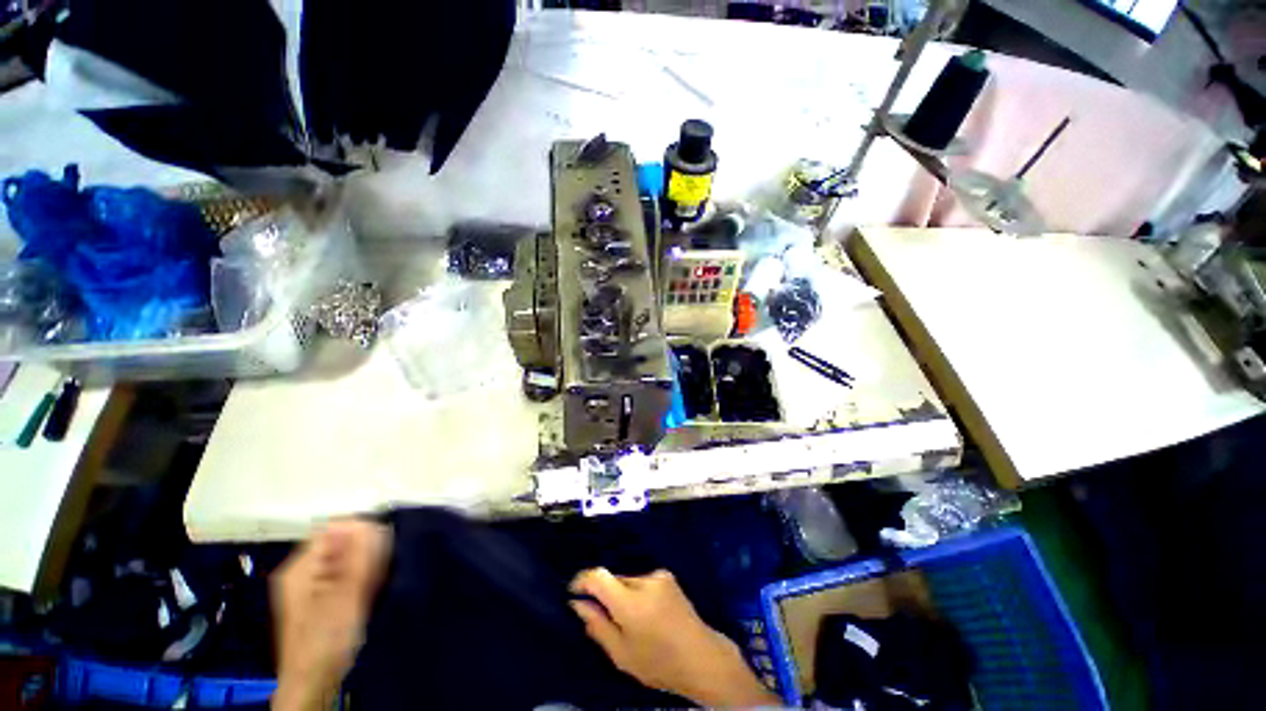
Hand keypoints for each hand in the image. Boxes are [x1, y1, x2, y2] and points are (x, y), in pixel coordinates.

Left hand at [271, 519, 391, 710]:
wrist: (313, 682)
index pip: (335, 527)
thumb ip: (353, 558)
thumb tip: (359, 521)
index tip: (379, 551)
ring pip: (346, 558)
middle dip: (365, 551)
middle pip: (341, 542)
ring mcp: (310, 586)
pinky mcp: (321, 598)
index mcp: (301, 567)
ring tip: (373, 587)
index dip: (361, 531)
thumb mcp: (344, 597)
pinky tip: (368, 594)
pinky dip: (360, 579)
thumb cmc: (327, 640)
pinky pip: (346, 573)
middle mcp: (303, 571)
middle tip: (376, 574)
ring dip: (365, 566)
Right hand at [569, 568, 779, 707]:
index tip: (574, 591)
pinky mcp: (667, 576)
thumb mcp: (621, 654)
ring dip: (622, 595)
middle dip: (605, 594)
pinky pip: (642, 580)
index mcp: (630, 602)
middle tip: (605, 619)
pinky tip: (646, 614)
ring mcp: (658, 576)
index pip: (599, 576)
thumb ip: (597, 625)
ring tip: (631, 621)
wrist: (701, 657)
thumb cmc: (658, 662)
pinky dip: (637, 593)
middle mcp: (644, 581)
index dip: (582, 580)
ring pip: (627, 580)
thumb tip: (578, 604)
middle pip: (613, 579)